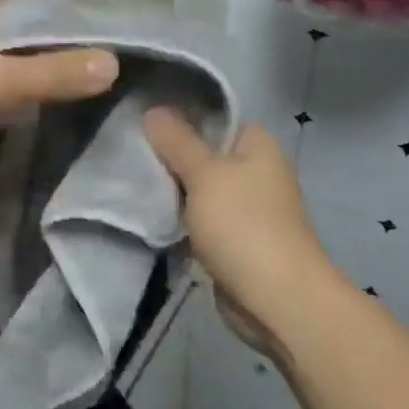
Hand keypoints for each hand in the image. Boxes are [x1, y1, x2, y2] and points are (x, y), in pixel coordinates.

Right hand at [143, 110, 335, 351]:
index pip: (215, 119)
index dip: (181, 118)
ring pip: (200, 190)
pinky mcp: (237, 240)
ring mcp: (248, 208)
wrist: (277, 299)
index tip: (144, 124)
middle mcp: (257, 172)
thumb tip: (154, 109)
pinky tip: (152, 218)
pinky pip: (202, 220)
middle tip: (131, 156)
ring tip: (133, 185)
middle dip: (171, 159)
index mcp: (258, 146)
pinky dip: (182, 221)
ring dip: (174, 193)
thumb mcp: (204, 174)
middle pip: (205, 154)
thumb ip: (177, 141)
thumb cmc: (243, 225)